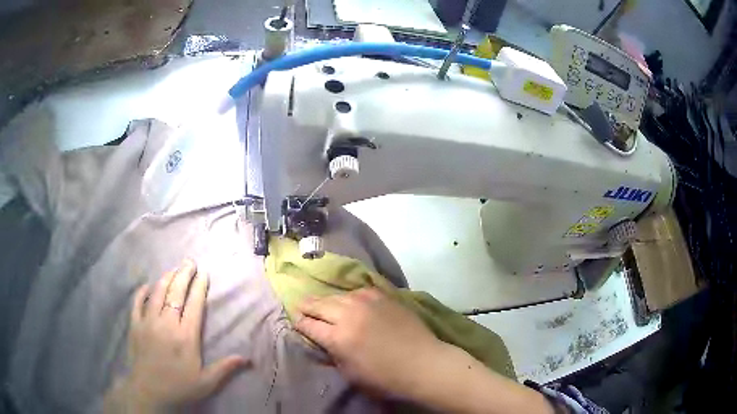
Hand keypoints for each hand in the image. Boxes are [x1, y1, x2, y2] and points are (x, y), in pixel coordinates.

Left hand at [104, 259, 247, 412]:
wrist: (149, 393)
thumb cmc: (179, 387)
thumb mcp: (206, 383)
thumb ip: (225, 368)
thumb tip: (248, 359)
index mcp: (186, 337)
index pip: (194, 305)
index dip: (199, 287)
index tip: (203, 273)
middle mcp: (166, 324)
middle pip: (175, 293)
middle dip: (184, 275)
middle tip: (189, 261)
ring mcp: (148, 322)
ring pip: (157, 293)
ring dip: (166, 278)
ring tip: (173, 269)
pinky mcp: (135, 325)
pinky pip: (137, 302)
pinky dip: (142, 292)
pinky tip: (147, 286)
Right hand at [294, 288, 445, 398]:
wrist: (422, 363)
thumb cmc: (385, 377)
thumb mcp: (350, 374)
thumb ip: (333, 354)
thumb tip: (325, 341)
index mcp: (338, 338)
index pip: (309, 325)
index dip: (300, 323)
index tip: (296, 322)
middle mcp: (349, 314)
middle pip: (319, 305)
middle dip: (307, 306)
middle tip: (300, 306)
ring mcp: (367, 302)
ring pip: (337, 295)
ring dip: (327, 300)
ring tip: (321, 302)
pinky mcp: (383, 296)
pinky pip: (358, 291)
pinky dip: (349, 296)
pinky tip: (348, 299)